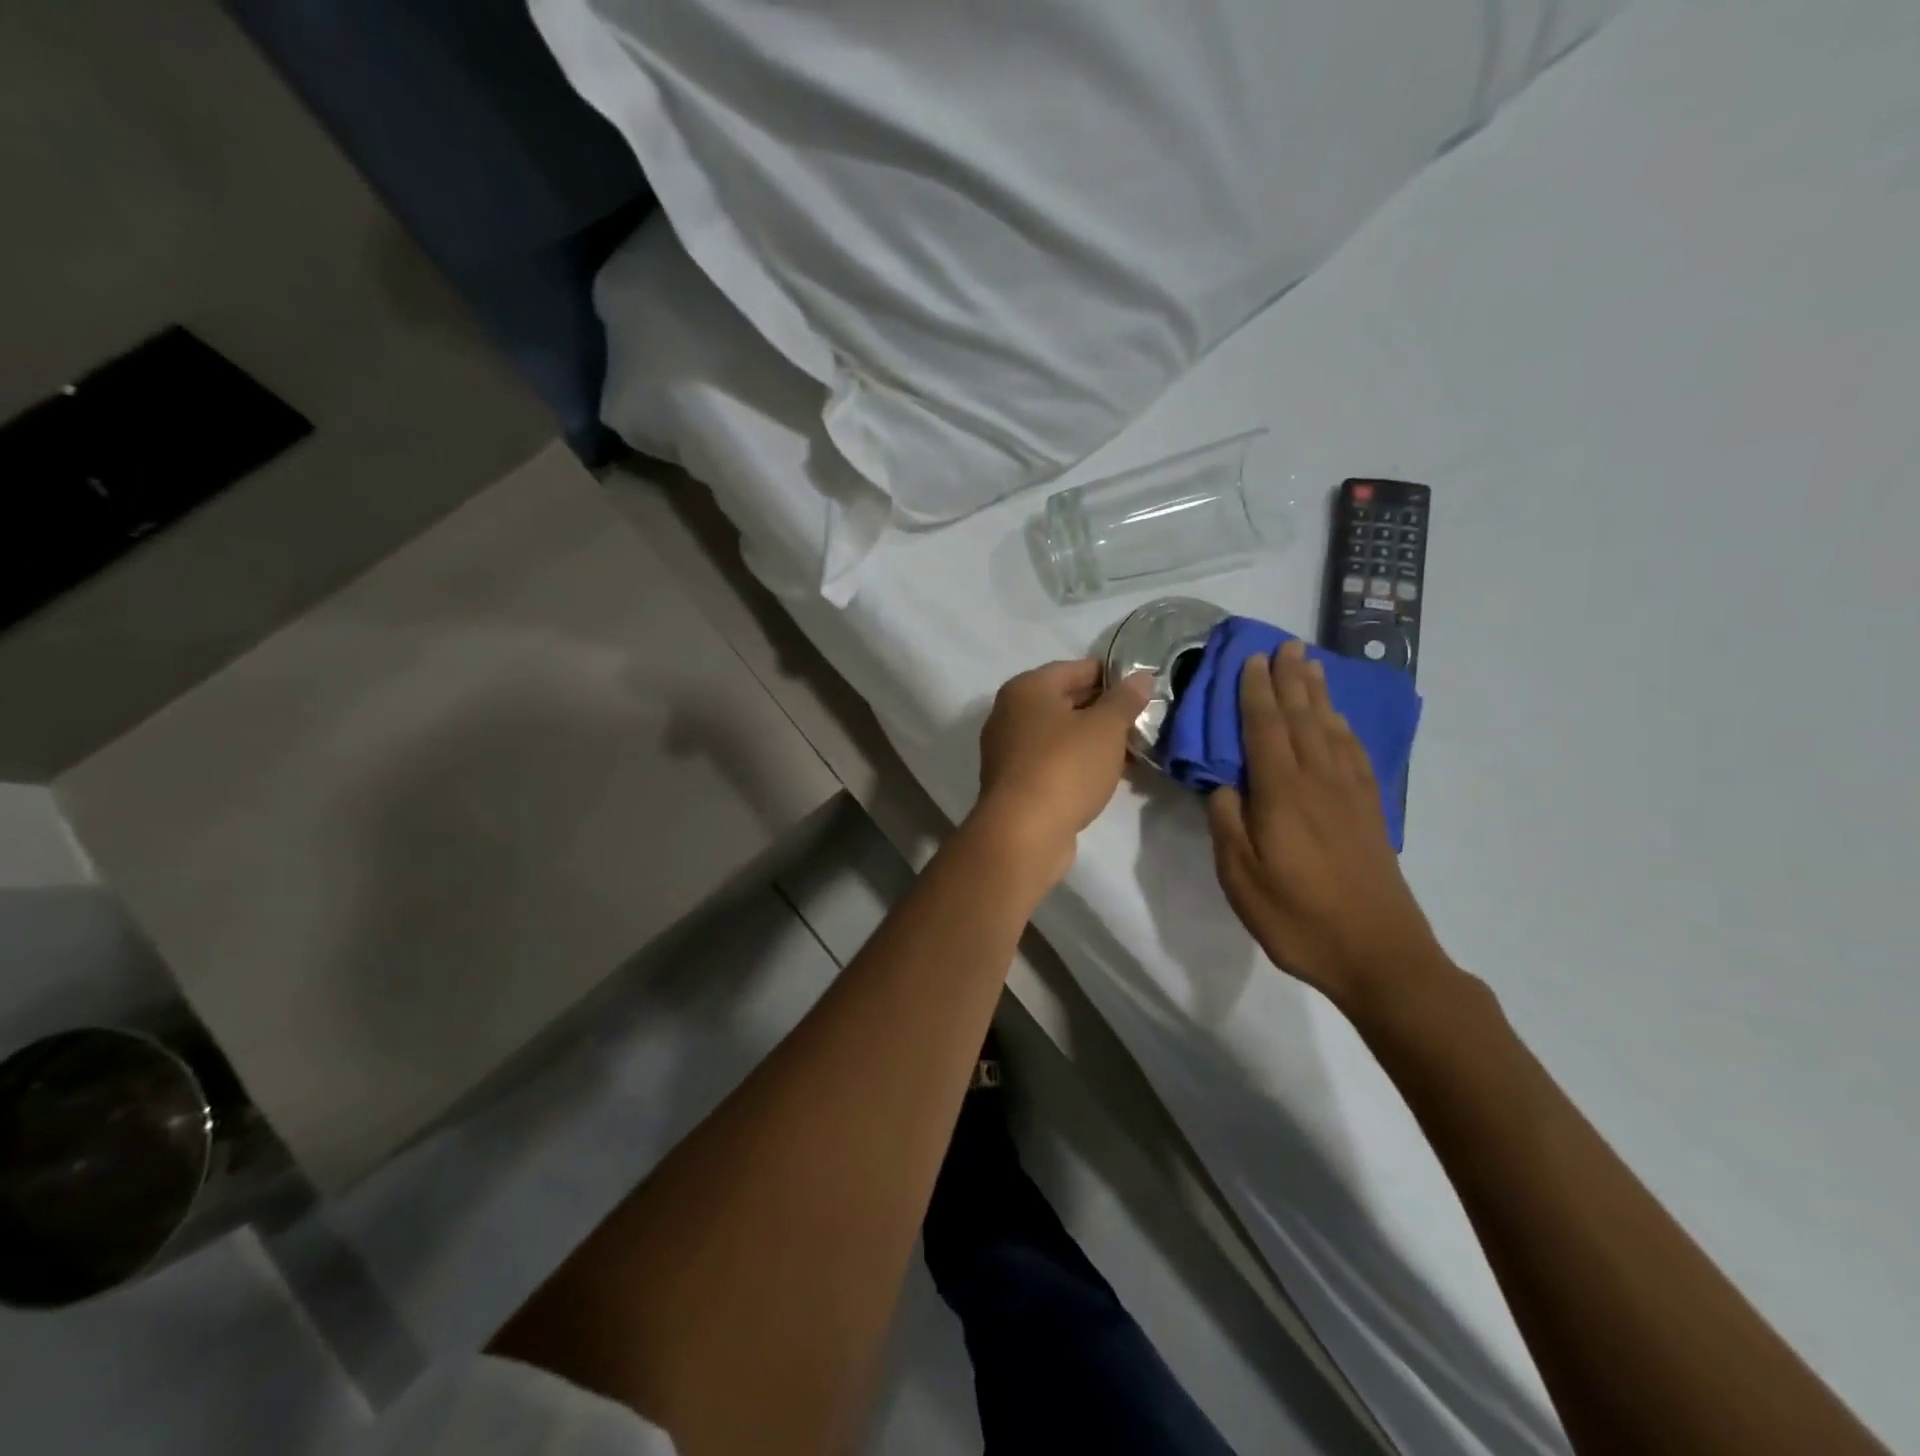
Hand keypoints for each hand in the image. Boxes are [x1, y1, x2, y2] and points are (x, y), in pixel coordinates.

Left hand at [971, 658, 1152, 880]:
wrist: (1023, 833)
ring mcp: (1008, 748)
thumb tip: (1141, 677)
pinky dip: (1077, 762)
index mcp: (1027, 688)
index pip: (1077, 668)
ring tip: (1131, 748)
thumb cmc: (1065, 767)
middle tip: (1142, 720)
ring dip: (1092, 739)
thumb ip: (1125, 699)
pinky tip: (1105, 773)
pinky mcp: (1013, 781)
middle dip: (1104, 710)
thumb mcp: (1105, 728)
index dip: (1113, 675)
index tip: (1143, 688)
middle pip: (1065, 700)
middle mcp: (1010, 712)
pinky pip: (1052, 760)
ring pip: (1059, 734)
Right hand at [1207, 640, 1448, 1014]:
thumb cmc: (1298, 917)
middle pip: (1303, 718)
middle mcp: (1319, 781)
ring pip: (1331, 729)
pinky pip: (1355, 753)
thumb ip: (1227, 822)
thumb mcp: (1241, 877)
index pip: (1265, 729)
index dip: (1257, 692)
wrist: (1379, 954)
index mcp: (1283, 794)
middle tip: (1286, 645)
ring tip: (1312, 665)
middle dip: (1291, 680)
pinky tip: (1339, 721)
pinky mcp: (1371, 811)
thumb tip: (1222, 783)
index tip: (1251, 660)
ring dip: (1319, 694)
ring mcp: (1350, 795)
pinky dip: (1344, 727)